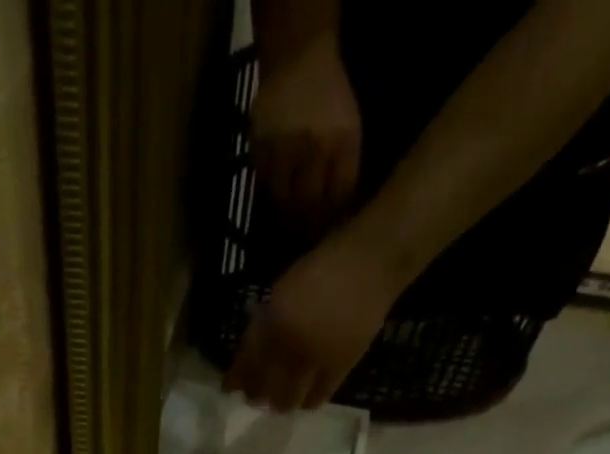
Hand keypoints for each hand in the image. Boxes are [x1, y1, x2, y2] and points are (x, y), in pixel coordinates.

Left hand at [224, 229, 402, 411]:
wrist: (372, 262)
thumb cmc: (324, 267)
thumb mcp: (282, 291)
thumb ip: (266, 323)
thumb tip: (251, 354)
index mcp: (274, 322)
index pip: (247, 362)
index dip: (236, 379)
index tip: (229, 389)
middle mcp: (291, 345)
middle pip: (265, 386)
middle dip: (256, 396)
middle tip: (254, 399)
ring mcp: (317, 358)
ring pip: (289, 398)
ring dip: (280, 404)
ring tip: (278, 404)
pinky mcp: (341, 367)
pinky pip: (319, 396)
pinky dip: (308, 402)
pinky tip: (304, 402)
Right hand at [251, 42, 361, 236]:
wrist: (298, 58)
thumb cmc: (330, 99)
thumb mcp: (349, 130)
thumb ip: (344, 169)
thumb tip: (337, 215)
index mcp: (342, 141)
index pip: (338, 197)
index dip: (331, 221)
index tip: (326, 234)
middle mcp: (313, 147)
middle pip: (309, 204)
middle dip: (307, 227)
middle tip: (304, 238)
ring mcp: (284, 148)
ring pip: (283, 202)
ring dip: (286, 218)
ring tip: (288, 225)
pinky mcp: (260, 149)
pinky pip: (264, 187)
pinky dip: (270, 198)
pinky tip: (275, 201)